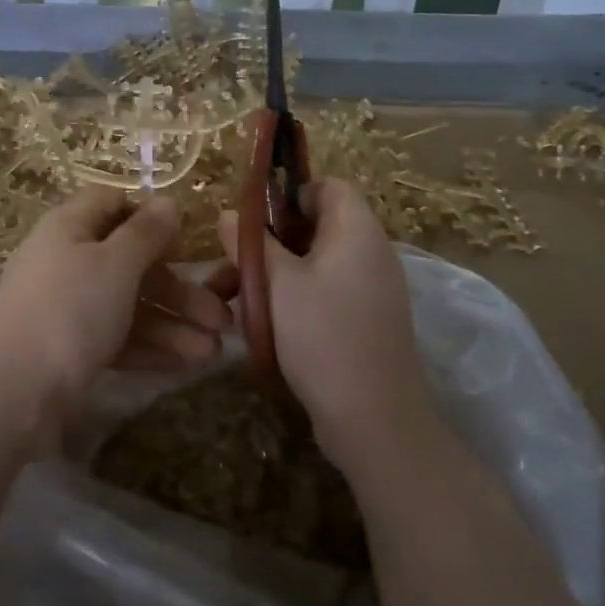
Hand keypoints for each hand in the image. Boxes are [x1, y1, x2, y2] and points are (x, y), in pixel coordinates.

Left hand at [0, 190, 232, 430]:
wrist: (11, 392)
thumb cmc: (69, 309)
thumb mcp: (115, 263)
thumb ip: (145, 233)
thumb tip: (167, 202)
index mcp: (69, 227)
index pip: (110, 204)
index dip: (148, 215)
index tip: (184, 240)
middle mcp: (66, 261)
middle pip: (129, 262)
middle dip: (178, 288)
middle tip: (222, 316)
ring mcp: (66, 308)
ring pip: (128, 305)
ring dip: (172, 324)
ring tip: (214, 352)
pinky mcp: (68, 349)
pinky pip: (116, 337)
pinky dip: (150, 347)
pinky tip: (186, 364)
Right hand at [217, 180, 431, 472]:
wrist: (373, 419)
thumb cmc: (322, 336)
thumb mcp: (276, 284)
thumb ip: (252, 243)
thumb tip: (231, 213)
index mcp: (356, 230)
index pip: (328, 186)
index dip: (289, 195)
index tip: (255, 222)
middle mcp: (370, 252)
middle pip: (315, 227)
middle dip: (269, 243)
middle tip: (231, 266)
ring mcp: (370, 289)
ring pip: (313, 264)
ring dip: (273, 275)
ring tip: (231, 302)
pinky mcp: (365, 320)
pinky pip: (324, 293)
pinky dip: (292, 299)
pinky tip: (258, 326)